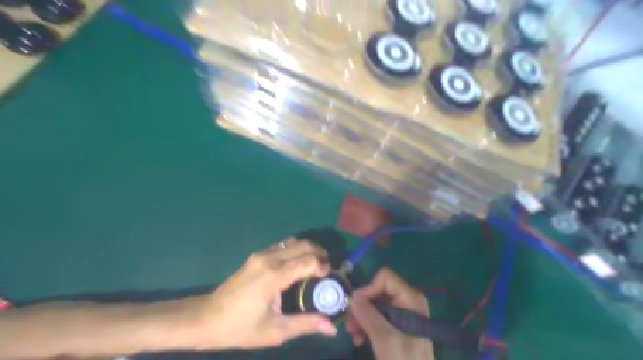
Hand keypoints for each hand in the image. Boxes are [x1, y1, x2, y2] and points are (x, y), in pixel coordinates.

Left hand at [188, 237, 336, 350]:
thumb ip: (305, 325)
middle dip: (318, 253)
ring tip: (315, 264)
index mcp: (275, 276)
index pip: (308, 261)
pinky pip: (281, 246)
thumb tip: (331, 327)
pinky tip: (296, 264)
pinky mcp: (255, 256)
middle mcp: (269, 258)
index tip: (329, 276)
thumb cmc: (240, 327)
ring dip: (306, 249)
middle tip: (327, 267)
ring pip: (292, 242)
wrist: (205, 318)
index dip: (323, 266)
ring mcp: (261, 255)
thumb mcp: (275, 331)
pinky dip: (294, 250)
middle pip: (302, 245)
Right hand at [348, 269, 437, 359]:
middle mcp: (408, 301)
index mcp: (411, 298)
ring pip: (375, 304)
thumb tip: (352, 295)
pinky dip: (367, 325)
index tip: (356, 307)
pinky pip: (378, 316)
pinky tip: (359, 339)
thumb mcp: (385, 338)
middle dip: (362, 306)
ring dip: (361, 317)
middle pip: (378, 291)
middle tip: (349, 324)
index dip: (369, 289)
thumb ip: (368, 315)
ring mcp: (403, 313)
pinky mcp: (398, 325)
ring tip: (353, 334)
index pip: (385, 278)